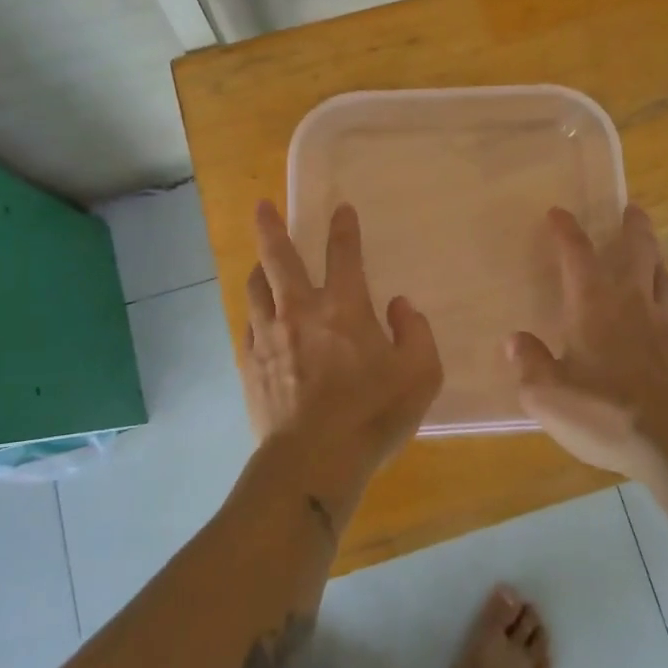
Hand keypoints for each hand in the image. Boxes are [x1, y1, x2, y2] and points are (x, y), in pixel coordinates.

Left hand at [242, 201, 442, 506]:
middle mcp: (299, 310)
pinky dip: (254, 315)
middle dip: (270, 226)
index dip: (344, 227)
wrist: (313, 462)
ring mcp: (268, 337)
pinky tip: (257, 320)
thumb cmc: (373, 414)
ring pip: (255, 288)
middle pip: (278, 257)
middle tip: (261, 205)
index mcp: (343, 307)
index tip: (341, 209)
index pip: (343, 253)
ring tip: (260, 263)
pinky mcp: (249, 365)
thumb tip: (398, 306)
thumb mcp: (421, 374)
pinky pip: (247, 327)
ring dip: (259, 269)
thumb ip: (416, 332)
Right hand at [507, 205, 667, 480]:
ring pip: (661, 277)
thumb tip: (516, 340)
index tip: (558, 212)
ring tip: (650, 253)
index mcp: (593, 304)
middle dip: (633, 227)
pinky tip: (660, 317)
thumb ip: (530, 364)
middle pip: (638, 251)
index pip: (577, 254)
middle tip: (633, 210)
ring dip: (654, 258)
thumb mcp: (548, 396)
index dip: (566, 230)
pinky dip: (663, 301)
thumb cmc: (605, 412)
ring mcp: (666, 324)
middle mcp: (632, 302)